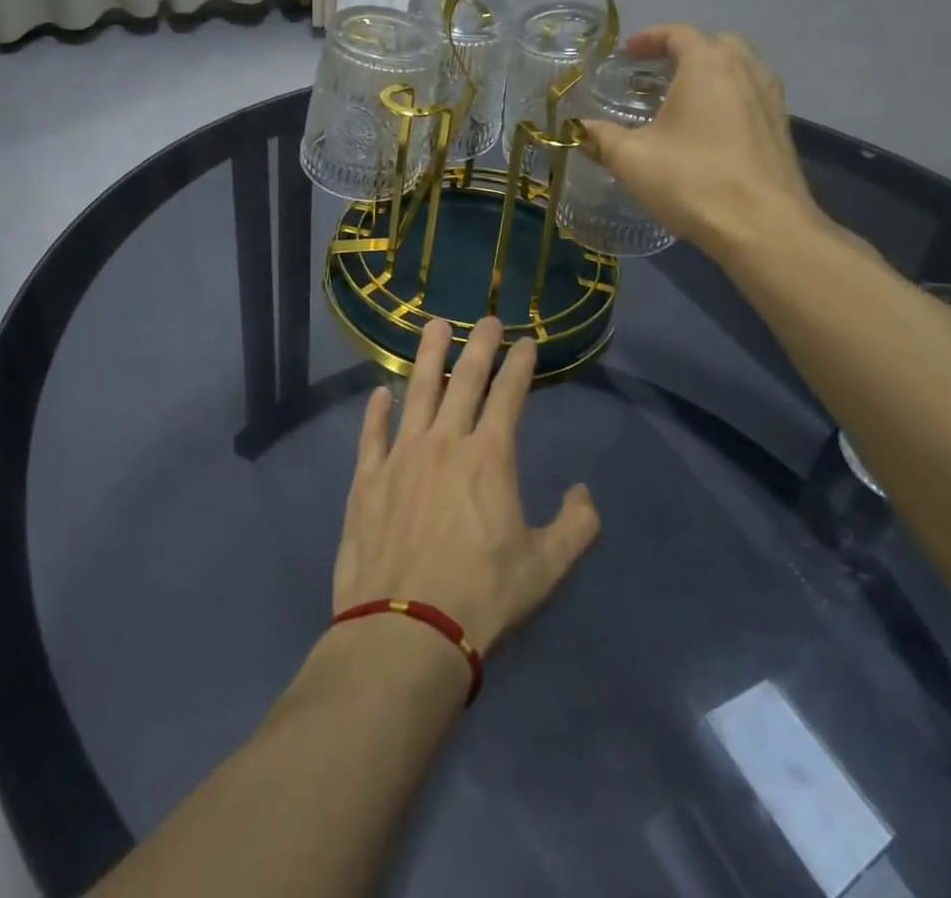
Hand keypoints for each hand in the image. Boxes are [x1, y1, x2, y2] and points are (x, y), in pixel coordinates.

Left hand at [333, 317, 600, 653]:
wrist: (406, 631)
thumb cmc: (482, 598)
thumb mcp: (546, 568)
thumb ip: (576, 526)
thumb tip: (583, 493)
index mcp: (489, 457)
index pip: (509, 395)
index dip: (520, 365)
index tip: (527, 341)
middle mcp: (445, 442)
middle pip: (464, 380)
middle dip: (478, 345)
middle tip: (485, 318)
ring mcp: (401, 456)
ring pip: (417, 392)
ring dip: (428, 357)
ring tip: (434, 326)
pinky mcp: (367, 479)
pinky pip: (372, 434)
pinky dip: (376, 411)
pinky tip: (380, 393)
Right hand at [579, 25, 830, 257]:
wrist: (763, 227)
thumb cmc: (692, 181)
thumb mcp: (633, 159)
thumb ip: (601, 138)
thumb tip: (578, 128)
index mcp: (708, 66)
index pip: (679, 33)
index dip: (650, 38)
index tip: (628, 53)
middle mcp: (746, 71)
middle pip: (716, 44)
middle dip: (684, 51)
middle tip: (657, 73)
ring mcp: (771, 99)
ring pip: (740, 68)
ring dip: (711, 73)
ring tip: (683, 98)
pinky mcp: (781, 129)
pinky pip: (752, 95)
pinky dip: (729, 97)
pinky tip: (709, 128)